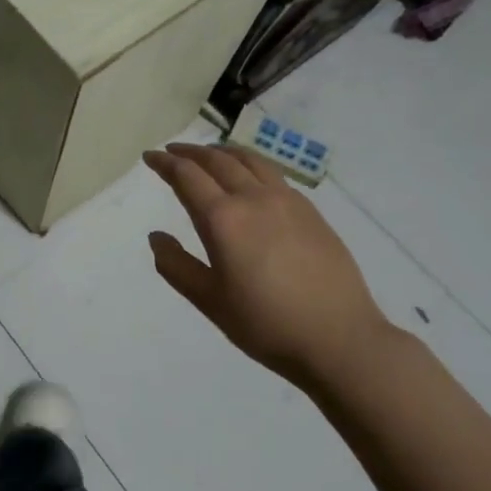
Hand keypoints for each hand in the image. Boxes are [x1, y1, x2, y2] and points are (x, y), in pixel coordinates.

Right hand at [143, 143, 394, 390]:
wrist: (340, 338)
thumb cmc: (266, 324)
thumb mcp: (209, 301)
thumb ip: (176, 266)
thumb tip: (156, 237)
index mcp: (223, 219)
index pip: (187, 176)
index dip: (165, 163)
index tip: (150, 156)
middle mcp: (254, 199)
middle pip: (217, 160)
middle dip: (190, 152)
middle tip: (172, 151)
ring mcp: (287, 201)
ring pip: (249, 160)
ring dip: (222, 152)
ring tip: (209, 154)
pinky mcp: (311, 211)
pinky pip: (273, 174)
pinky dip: (250, 164)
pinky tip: (249, 178)